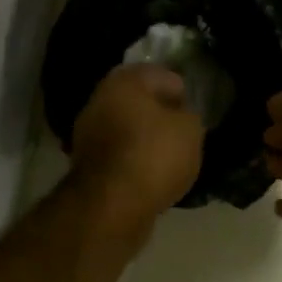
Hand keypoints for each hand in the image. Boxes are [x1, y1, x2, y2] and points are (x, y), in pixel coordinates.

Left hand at [69, 64, 204, 229]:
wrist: (112, 205)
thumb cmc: (154, 155)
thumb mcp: (191, 130)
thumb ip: (189, 116)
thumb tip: (180, 117)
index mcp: (125, 80)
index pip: (162, 76)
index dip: (183, 93)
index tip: (195, 112)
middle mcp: (100, 99)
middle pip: (140, 102)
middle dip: (161, 115)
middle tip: (184, 133)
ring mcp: (88, 132)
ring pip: (127, 128)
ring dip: (146, 138)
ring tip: (171, 157)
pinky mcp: (87, 163)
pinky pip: (120, 154)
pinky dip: (134, 160)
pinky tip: (152, 174)